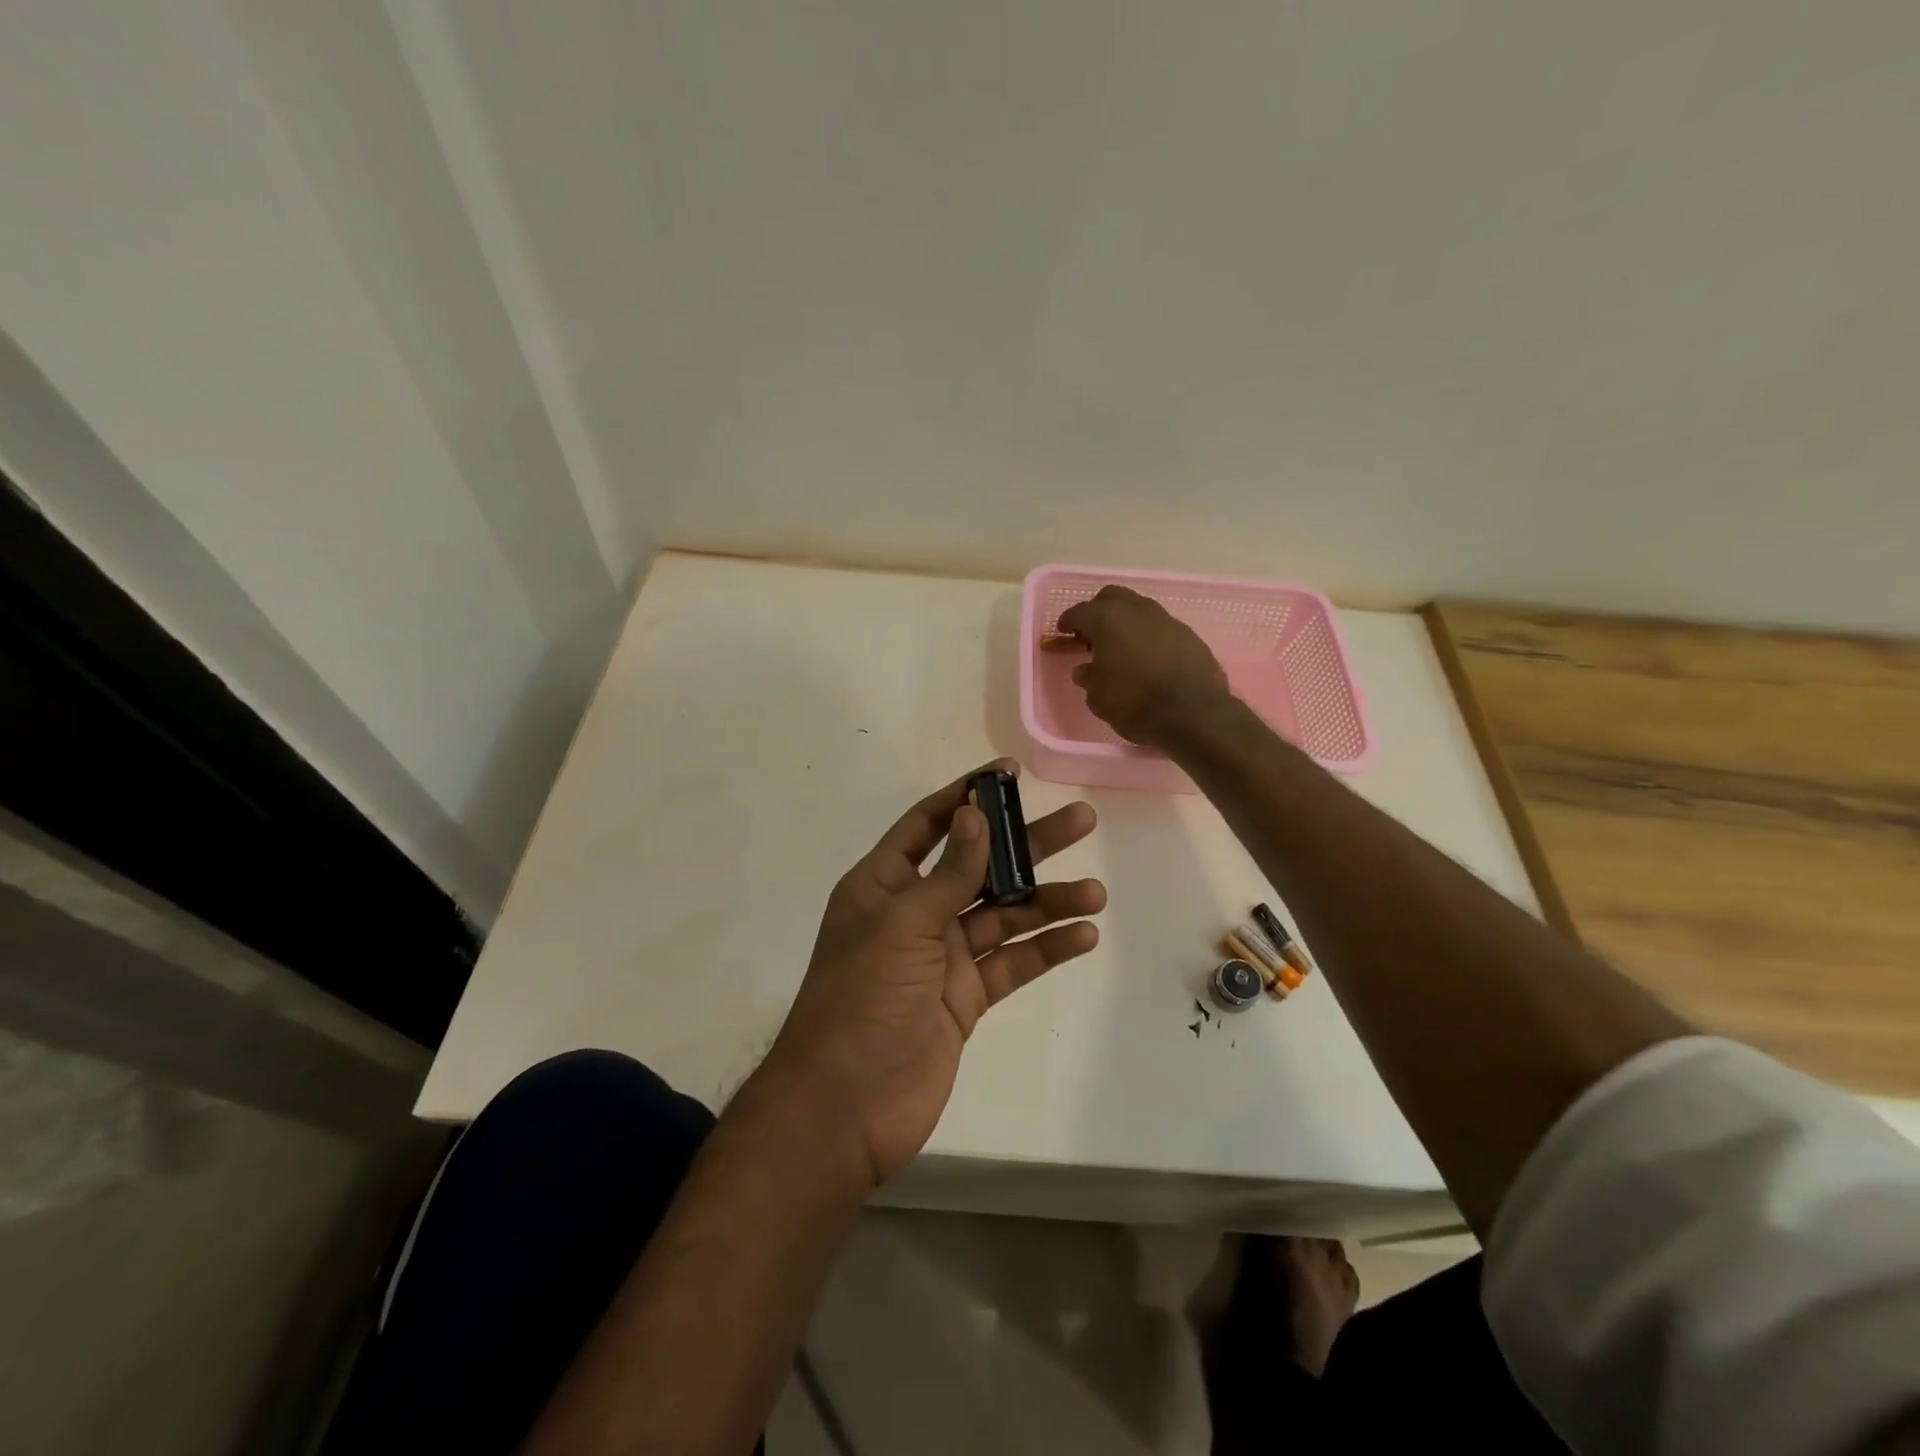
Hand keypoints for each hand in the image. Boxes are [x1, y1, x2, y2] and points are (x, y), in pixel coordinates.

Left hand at [763, 760, 1104, 1187]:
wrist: (845, 1107)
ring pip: (1002, 916)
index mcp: (883, 885)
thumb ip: (947, 873)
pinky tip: (1082, 936)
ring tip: (1095, 893)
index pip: (929, 824)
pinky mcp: (965, 998)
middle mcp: (914, 913)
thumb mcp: (903, 925)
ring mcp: (941, 957)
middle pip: (979, 866)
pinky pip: (1010, 963)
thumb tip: (976, 814)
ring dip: (1047, 902)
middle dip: (1027, 845)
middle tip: (1082, 821)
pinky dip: (1044, 949)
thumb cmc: (862, 999)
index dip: (967, 797)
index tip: (1009, 773)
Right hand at [1057, 585, 1231, 746]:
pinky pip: (1160, 627)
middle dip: (1098, 610)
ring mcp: (1166, 619)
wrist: (1194, 713)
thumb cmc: (1135, 703)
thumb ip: (1088, 678)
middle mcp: (1137, 610)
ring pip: (1139, 608)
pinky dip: (1148, 635)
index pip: (1080, 612)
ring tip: (1120, 645)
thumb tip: (1085, 670)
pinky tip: (1147, 656)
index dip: (1068, 621)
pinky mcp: (1189, 634)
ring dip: (1125, 621)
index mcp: (1107, 620)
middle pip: (1111, 597)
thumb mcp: (1098, 697)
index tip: (1063, 631)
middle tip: (1091, 633)